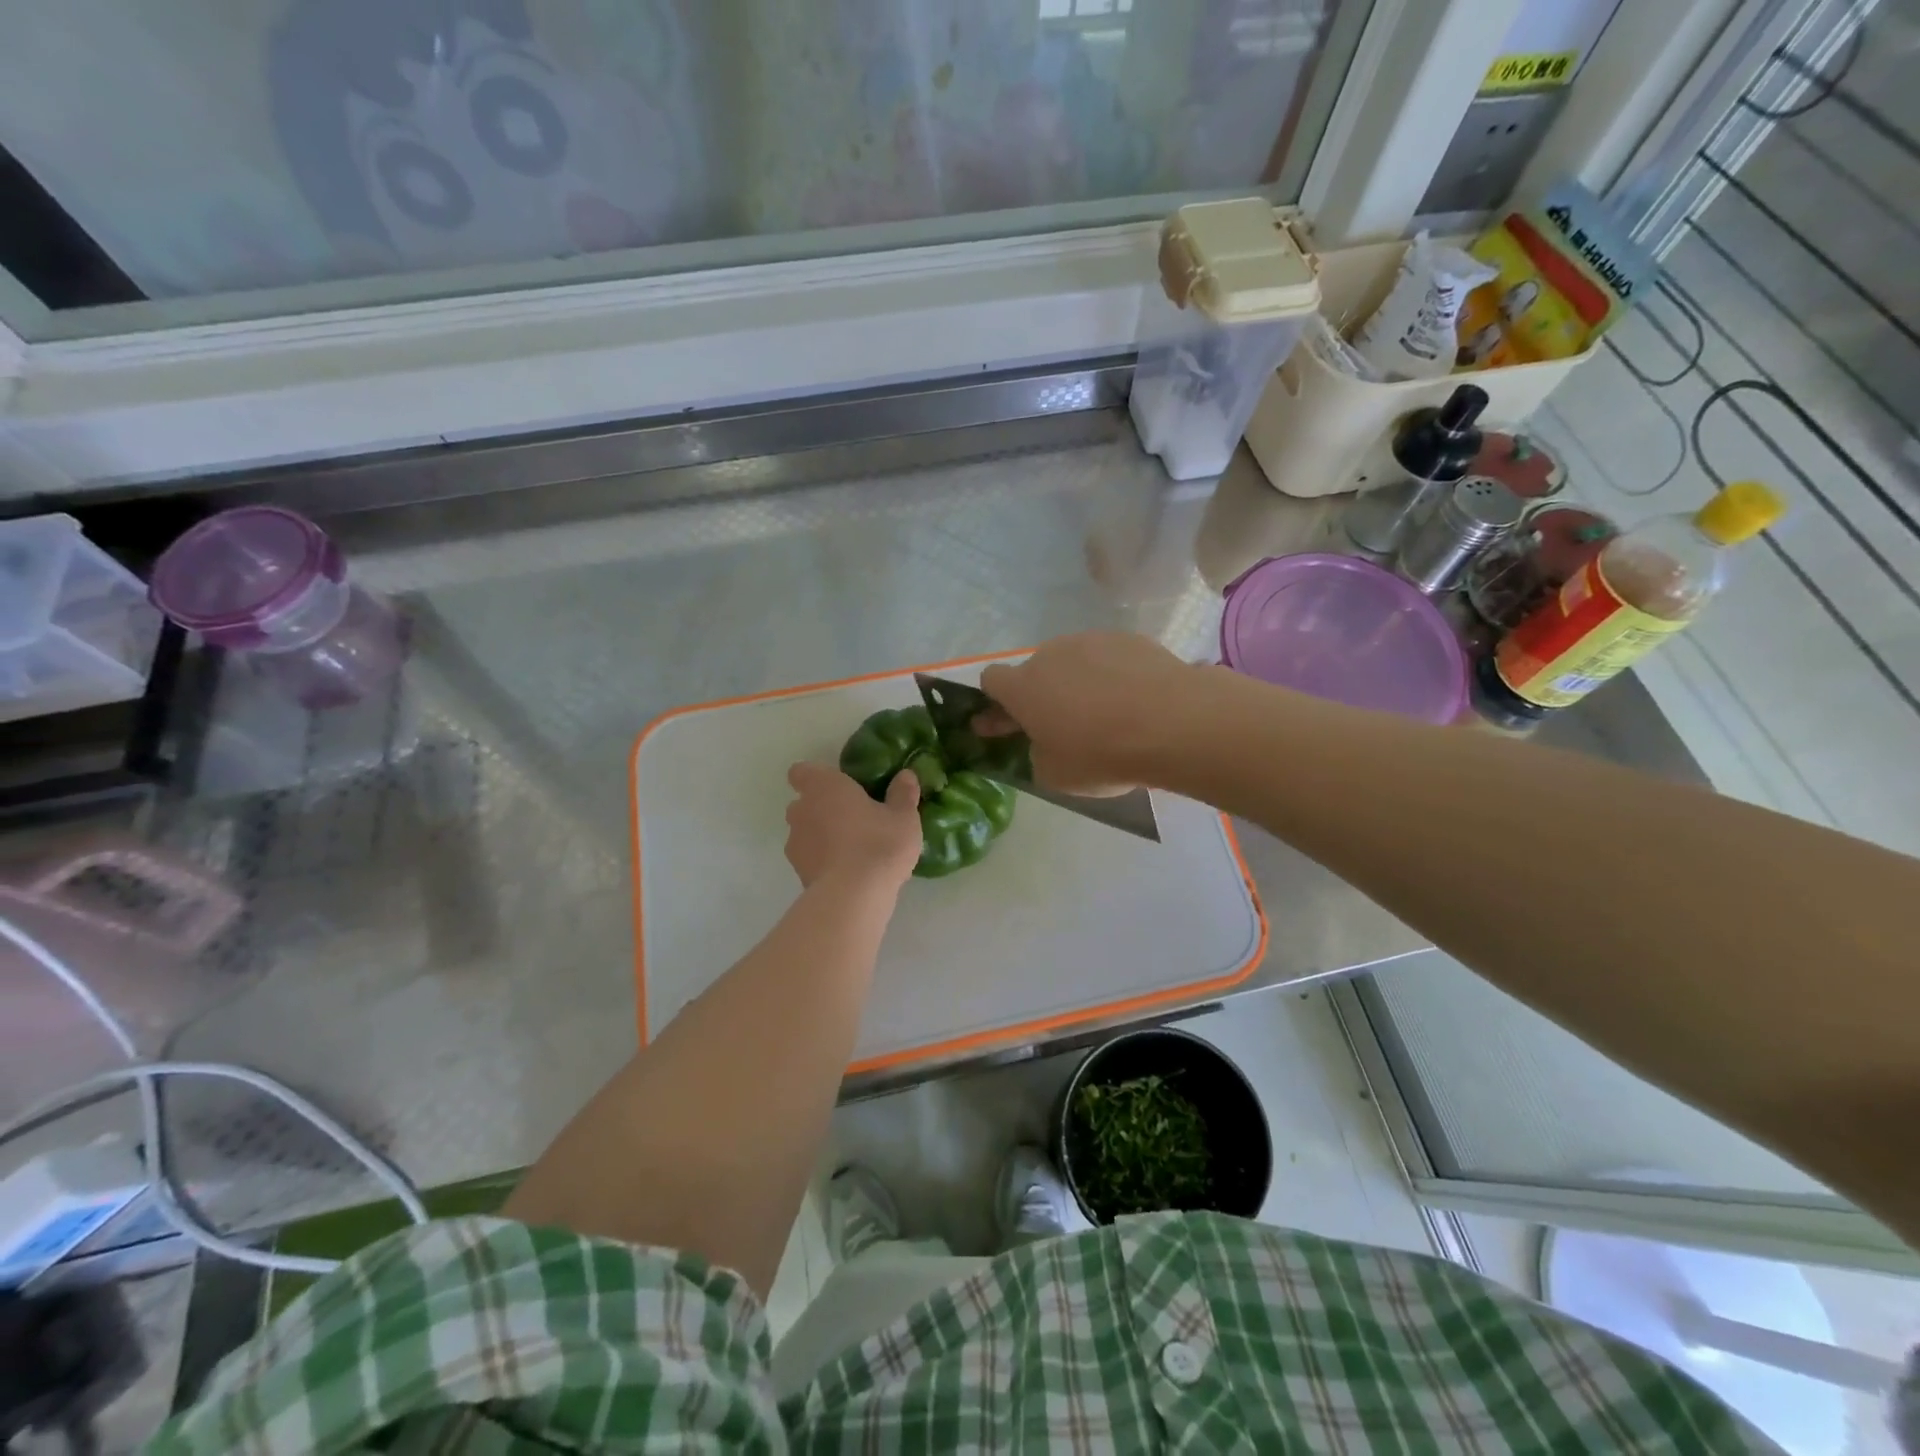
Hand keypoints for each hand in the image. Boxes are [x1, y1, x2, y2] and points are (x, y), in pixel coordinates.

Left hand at [784, 762, 922, 889]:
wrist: (854, 896)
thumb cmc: (879, 843)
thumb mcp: (903, 817)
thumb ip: (903, 793)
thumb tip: (906, 775)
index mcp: (823, 786)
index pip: (801, 771)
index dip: (815, 777)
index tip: (837, 786)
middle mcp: (801, 810)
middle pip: (804, 803)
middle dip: (822, 808)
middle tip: (854, 818)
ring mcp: (795, 843)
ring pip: (805, 832)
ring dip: (821, 836)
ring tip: (852, 850)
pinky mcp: (798, 872)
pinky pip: (809, 858)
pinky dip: (822, 861)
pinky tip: (847, 872)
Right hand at [978, 632, 1204, 794]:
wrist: (1173, 723)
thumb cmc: (1102, 755)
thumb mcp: (1055, 775)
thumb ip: (1037, 754)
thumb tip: (1045, 743)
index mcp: (1023, 686)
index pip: (991, 680)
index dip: (995, 703)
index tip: (1005, 725)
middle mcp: (1051, 654)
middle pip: (1035, 671)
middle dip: (1040, 695)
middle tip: (1061, 726)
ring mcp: (1091, 641)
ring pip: (1073, 662)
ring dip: (1077, 683)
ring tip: (1105, 714)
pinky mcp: (1129, 639)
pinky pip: (1109, 658)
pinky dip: (1113, 675)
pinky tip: (1133, 701)